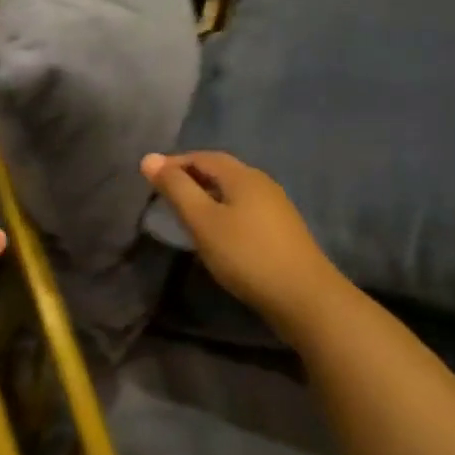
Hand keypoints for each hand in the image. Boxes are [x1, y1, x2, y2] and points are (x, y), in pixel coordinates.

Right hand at [142, 151, 347, 340]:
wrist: (305, 298)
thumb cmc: (246, 255)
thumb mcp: (203, 221)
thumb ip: (176, 189)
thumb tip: (149, 158)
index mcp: (242, 175)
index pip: (202, 156)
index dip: (175, 163)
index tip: (151, 177)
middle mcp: (262, 183)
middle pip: (221, 170)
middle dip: (191, 176)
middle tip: (165, 192)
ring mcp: (276, 206)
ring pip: (234, 190)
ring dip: (208, 194)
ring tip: (186, 212)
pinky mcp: (282, 229)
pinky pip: (245, 207)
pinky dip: (223, 210)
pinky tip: (217, 231)